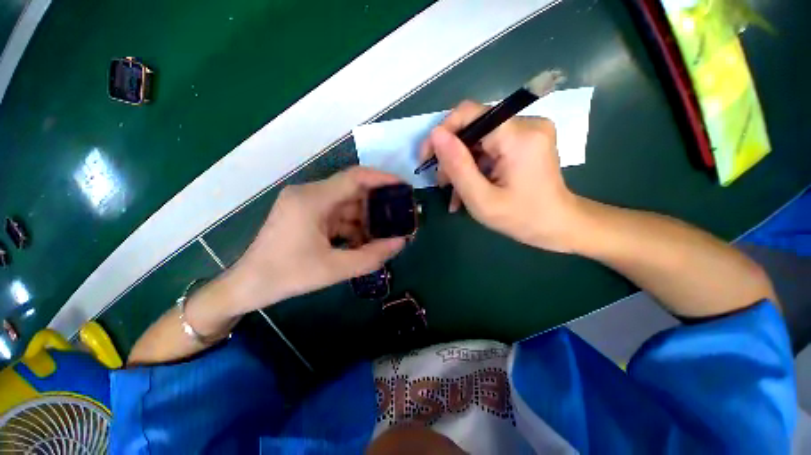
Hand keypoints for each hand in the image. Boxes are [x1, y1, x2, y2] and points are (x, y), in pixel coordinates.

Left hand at [222, 167, 405, 314]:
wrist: (248, 286)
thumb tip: (401, 243)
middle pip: (353, 190)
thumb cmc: (287, 276)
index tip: (404, 187)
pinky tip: (364, 241)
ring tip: (386, 232)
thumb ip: (371, 256)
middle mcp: (310, 194)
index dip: (382, 179)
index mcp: (313, 200)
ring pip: (347, 204)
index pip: (355, 177)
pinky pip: (337, 215)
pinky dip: (353, 226)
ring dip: (366, 218)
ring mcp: (307, 204)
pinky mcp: (307, 214)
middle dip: (378, 203)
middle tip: (400, 214)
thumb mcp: (334, 269)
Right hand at [421, 101, 580, 252]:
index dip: (442, 133)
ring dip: (462, 166)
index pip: (469, 114)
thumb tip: (435, 134)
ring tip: (454, 193)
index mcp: (518, 136)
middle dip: (452, 156)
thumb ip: (457, 166)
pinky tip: (469, 188)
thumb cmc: (521, 218)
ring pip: (479, 141)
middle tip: (443, 184)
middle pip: (473, 129)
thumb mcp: (481, 199)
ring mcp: (528, 131)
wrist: (559, 226)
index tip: (426, 157)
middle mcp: (526, 124)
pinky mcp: (526, 141)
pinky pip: (490, 148)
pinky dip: (476, 167)